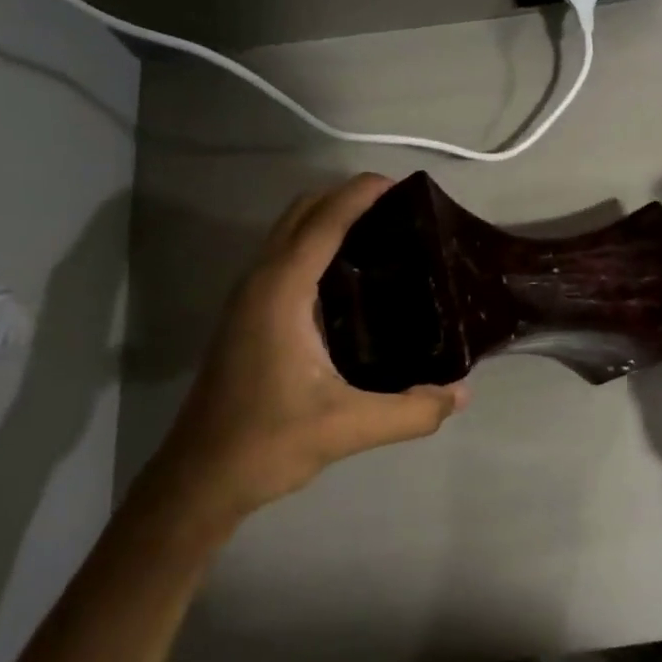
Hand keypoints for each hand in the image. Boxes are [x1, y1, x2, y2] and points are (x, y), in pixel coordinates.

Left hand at [151, 174, 468, 525]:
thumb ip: (412, 411)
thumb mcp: (349, 427)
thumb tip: (461, 394)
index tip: (399, 183)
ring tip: (380, 231)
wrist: (200, 478)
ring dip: (327, 217)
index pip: (323, 222)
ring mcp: (247, 297)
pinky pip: (283, 256)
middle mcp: (260, 282)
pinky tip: (349, 275)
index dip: (359, 194)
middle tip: (398, 208)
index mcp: (281, 292)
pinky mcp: (246, 315)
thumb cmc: (268, 441)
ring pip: (287, 233)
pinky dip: (314, 242)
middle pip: (301, 214)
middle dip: (345, 197)